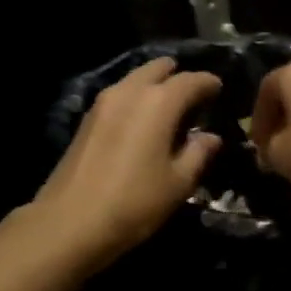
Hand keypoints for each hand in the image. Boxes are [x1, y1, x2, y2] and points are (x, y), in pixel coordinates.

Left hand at [34, 57, 222, 266]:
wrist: (70, 222)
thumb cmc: (135, 202)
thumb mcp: (178, 183)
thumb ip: (198, 153)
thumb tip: (210, 137)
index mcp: (158, 102)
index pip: (191, 80)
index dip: (209, 83)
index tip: (219, 89)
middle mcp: (130, 91)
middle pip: (157, 69)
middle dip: (178, 76)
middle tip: (193, 95)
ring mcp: (103, 103)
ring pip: (135, 80)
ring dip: (154, 86)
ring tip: (169, 108)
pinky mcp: (87, 119)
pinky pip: (120, 96)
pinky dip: (136, 99)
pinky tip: (142, 121)